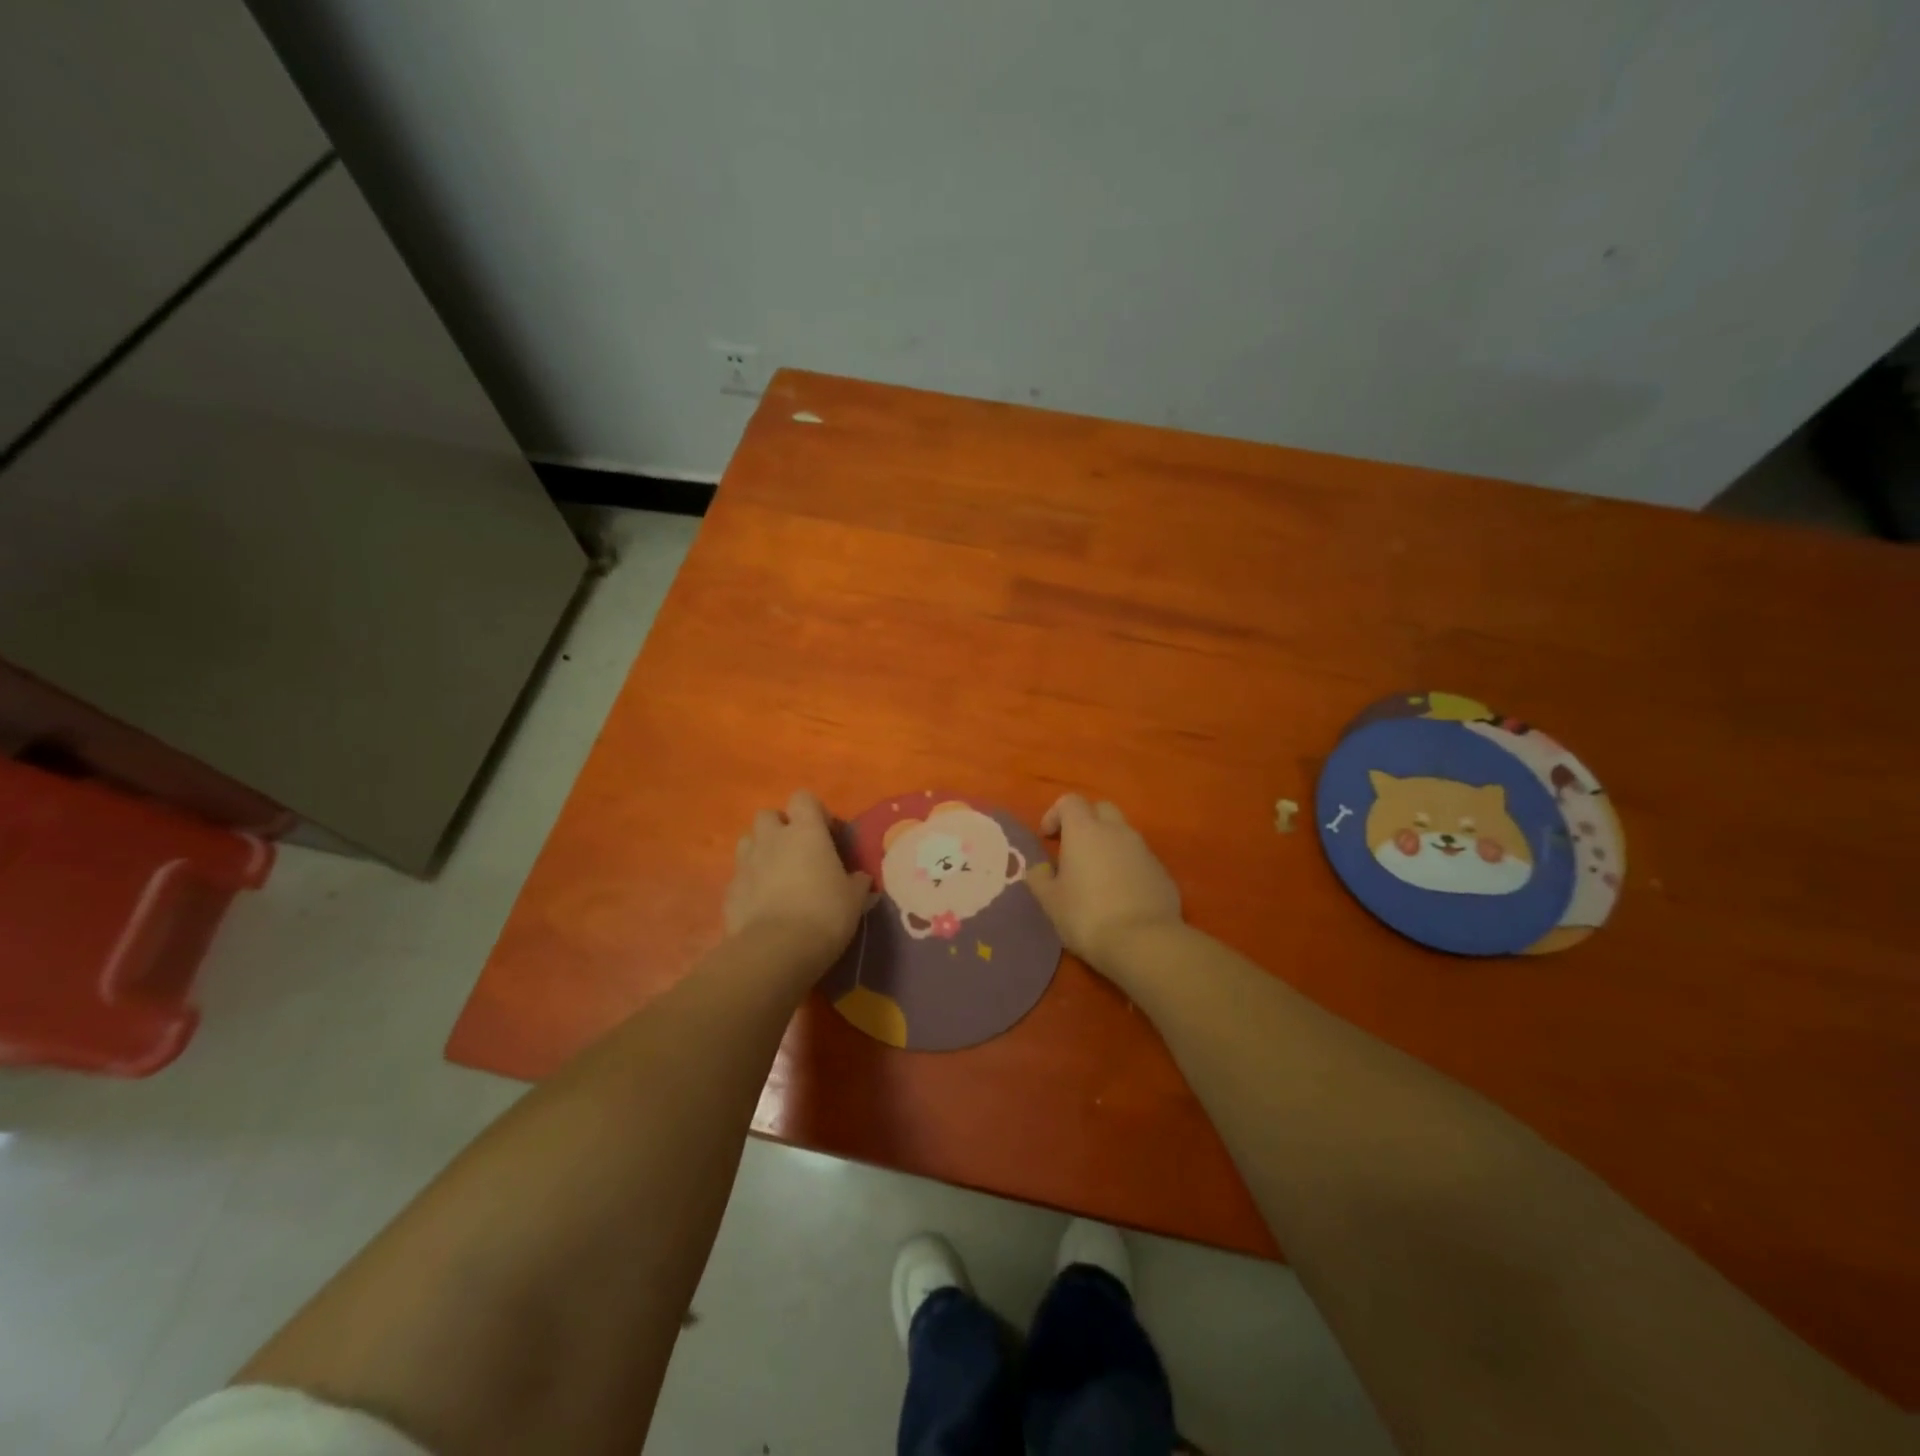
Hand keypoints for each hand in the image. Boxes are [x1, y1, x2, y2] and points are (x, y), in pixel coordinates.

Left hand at [723, 790, 871, 974]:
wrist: (775, 950)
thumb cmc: (824, 914)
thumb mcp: (854, 898)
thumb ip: (856, 881)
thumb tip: (860, 878)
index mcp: (806, 832)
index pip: (804, 798)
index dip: (814, 812)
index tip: (826, 833)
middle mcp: (772, 839)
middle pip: (769, 815)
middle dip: (780, 828)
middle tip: (798, 853)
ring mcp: (746, 863)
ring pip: (748, 841)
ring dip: (761, 851)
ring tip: (777, 875)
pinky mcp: (729, 890)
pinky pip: (740, 876)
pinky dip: (750, 883)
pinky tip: (763, 904)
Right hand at [1027, 794, 1182, 972]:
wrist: (1144, 942)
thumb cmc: (1087, 916)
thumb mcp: (1051, 901)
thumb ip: (1040, 878)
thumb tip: (1040, 868)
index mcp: (1085, 831)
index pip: (1070, 801)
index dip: (1055, 814)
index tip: (1047, 838)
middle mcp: (1117, 831)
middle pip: (1101, 809)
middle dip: (1086, 822)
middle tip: (1073, 849)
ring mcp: (1144, 850)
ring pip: (1123, 834)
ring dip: (1108, 845)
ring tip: (1096, 875)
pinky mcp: (1162, 872)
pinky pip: (1139, 858)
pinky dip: (1127, 865)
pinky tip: (1120, 894)